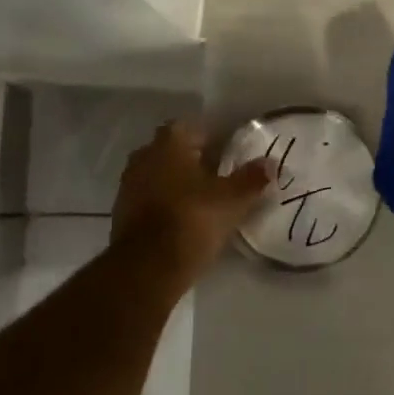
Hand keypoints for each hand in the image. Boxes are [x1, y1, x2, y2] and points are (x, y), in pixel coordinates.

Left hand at [112, 121, 271, 278]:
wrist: (146, 267)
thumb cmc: (192, 220)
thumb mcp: (232, 200)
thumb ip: (252, 179)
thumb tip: (272, 163)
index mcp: (169, 144)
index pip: (189, 126)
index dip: (208, 136)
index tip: (227, 150)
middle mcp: (144, 157)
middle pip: (171, 150)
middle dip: (192, 159)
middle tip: (218, 173)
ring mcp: (129, 186)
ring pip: (158, 174)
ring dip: (176, 181)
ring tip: (203, 198)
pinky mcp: (121, 214)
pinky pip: (148, 198)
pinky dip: (164, 203)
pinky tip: (183, 218)